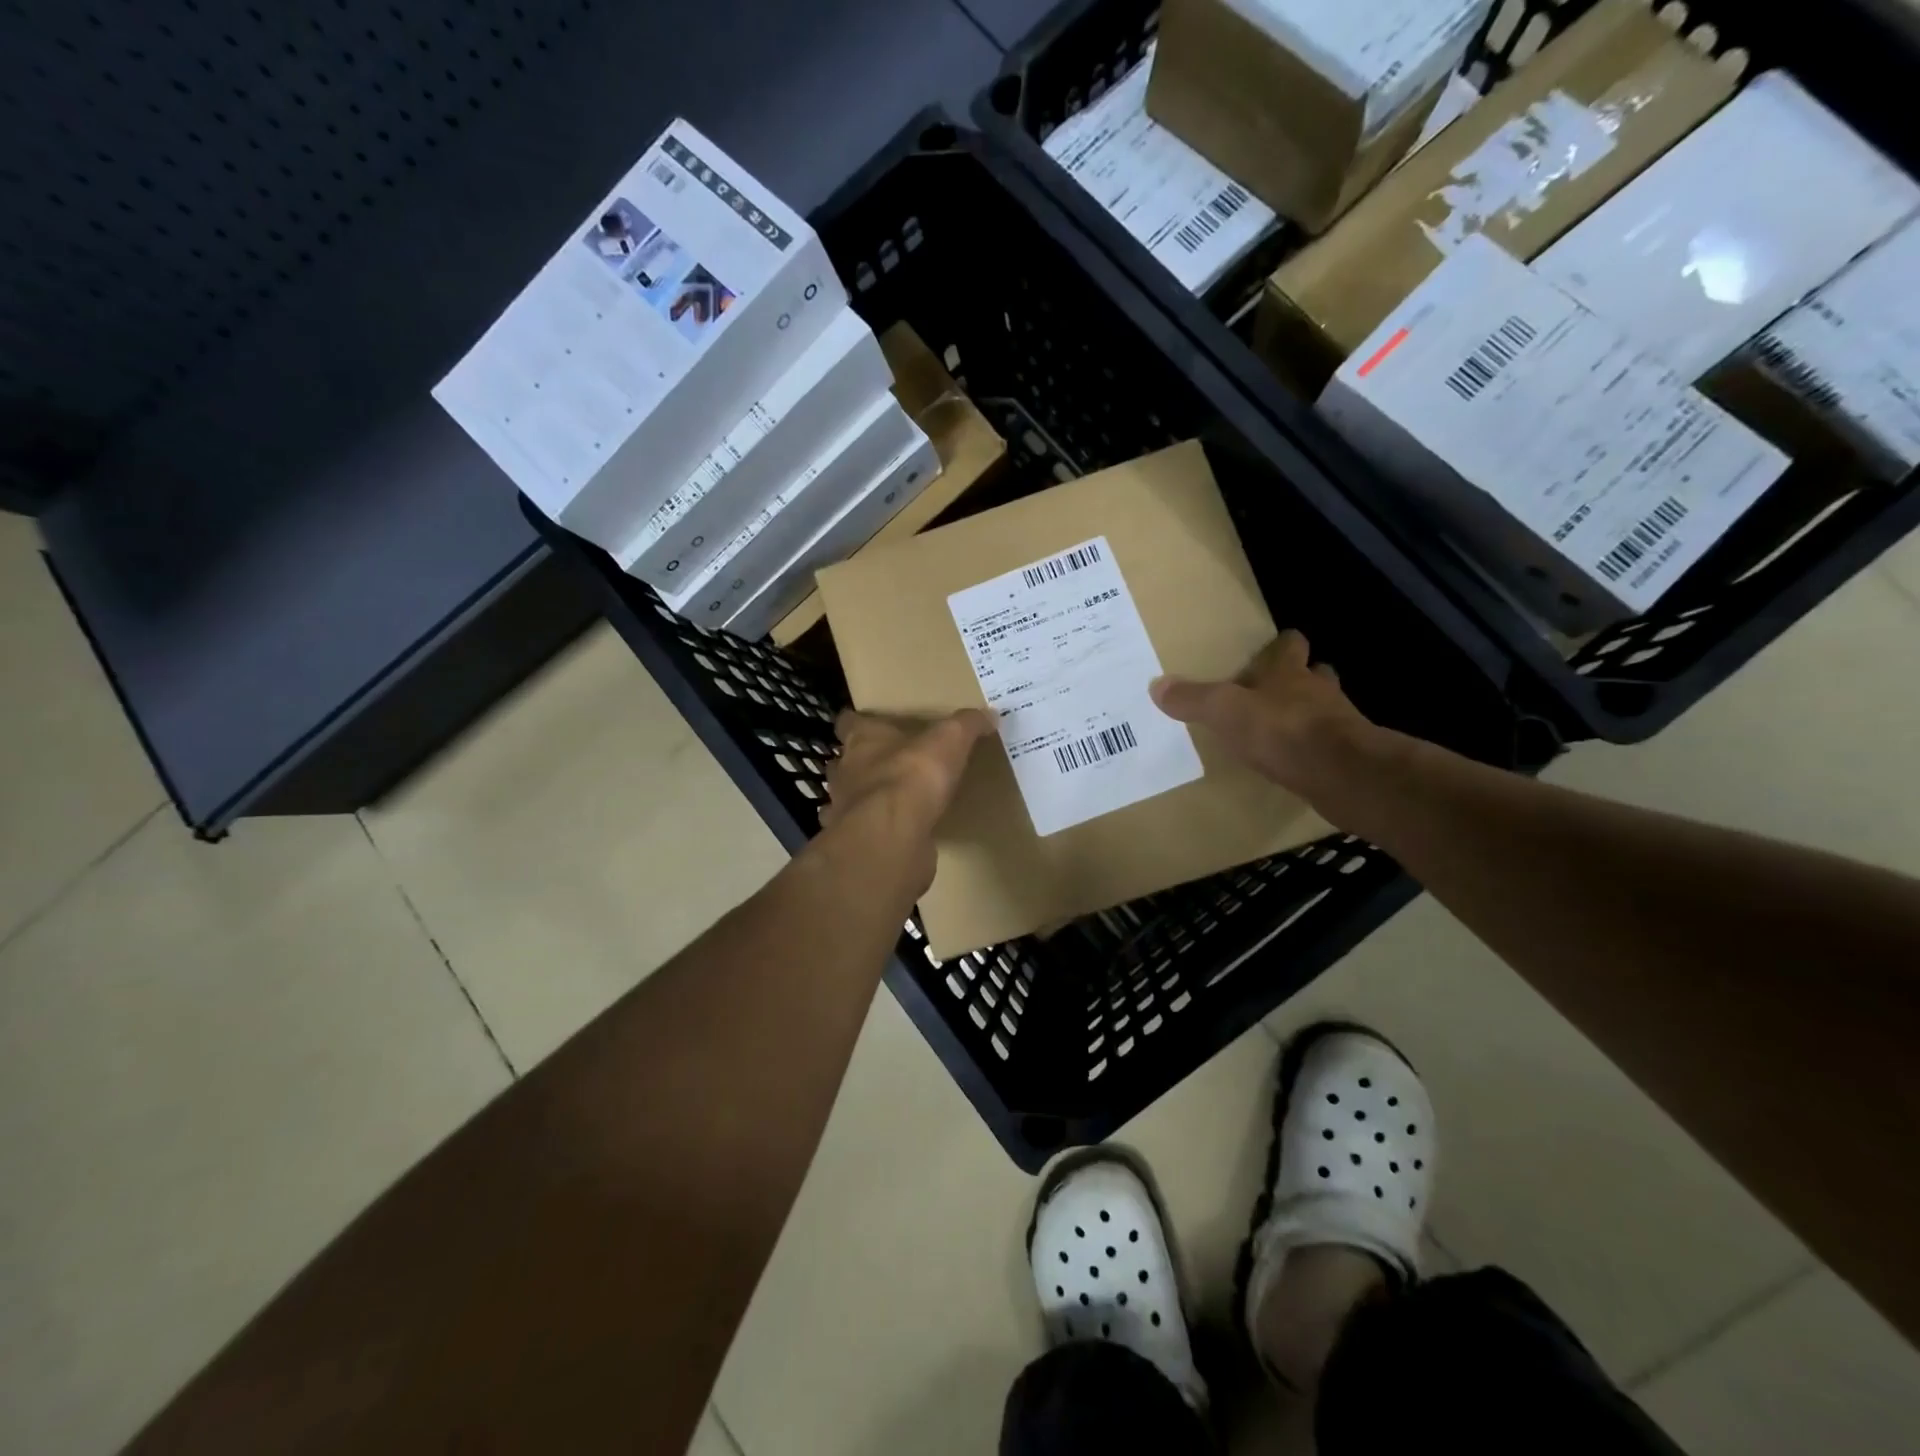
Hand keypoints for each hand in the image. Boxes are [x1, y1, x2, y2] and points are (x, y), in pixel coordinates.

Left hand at [821, 709, 995, 892]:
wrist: (892, 834)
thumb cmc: (912, 774)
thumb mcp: (950, 740)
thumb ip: (967, 725)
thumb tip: (990, 714)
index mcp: (862, 740)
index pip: (849, 722)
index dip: (859, 723)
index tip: (874, 725)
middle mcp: (846, 771)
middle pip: (846, 761)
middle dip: (863, 763)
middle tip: (889, 764)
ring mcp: (845, 809)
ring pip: (849, 797)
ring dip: (866, 798)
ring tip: (893, 800)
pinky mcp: (857, 841)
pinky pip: (864, 831)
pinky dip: (876, 830)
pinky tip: (896, 832)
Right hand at [1150, 631, 1374, 804]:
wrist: (1341, 773)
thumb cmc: (1282, 729)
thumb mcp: (1225, 711)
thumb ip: (1193, 699)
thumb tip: (1157, 685)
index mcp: (1288, 672)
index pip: (1290, 645)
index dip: (1282, 645)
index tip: (1274, 646)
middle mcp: (1317, 690)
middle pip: (1314, 674)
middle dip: (1299, 678)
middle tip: (1276, 689)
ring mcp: (1338, 723)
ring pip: (1324, 709)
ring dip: (1308, 714)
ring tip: (1284, 726)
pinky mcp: (1346, 757)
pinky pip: (1327, 745)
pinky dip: (1312, 749)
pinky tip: (1294, 761)